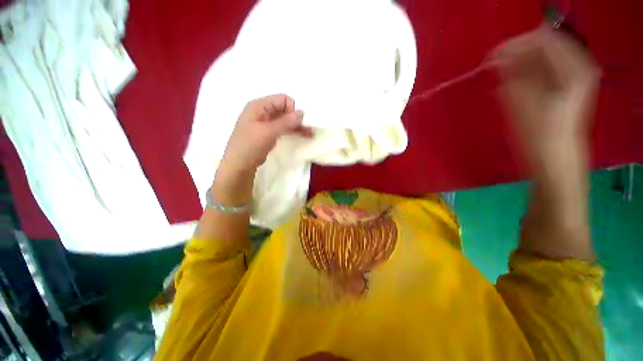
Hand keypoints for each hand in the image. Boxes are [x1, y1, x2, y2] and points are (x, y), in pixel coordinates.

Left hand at [212, 94, 311, 206]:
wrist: (240, 165)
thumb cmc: (250, 145)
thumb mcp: (268, 132)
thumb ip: (285, 122)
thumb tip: (302, 112)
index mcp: (259, 106)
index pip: (282, 99)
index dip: (291, 109)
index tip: (296, 123)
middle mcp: (263, 112)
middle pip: (285, 110)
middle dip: (297, 119)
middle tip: (309, 130)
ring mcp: (266, 123)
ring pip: (285, 120)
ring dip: (297, 126)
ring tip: (310, 134)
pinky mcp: (269, 134)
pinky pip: (283, 129)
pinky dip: (292, 132)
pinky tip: (303, 136)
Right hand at [494, 27, 599, 173]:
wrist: (555, 165)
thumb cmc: (541, 139)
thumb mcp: (523, 107)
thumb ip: (512, 79)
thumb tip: (499, 61)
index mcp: (574, 69)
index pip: (543, 40)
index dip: (516, 45)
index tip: (492, 58)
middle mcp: (576, 69)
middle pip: (543, 48)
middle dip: (516, 55)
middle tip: (493, 67)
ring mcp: (571, 80)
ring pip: (541, 60)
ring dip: (519, 66)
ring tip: (499, 76)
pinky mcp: (563, 90)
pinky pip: (542, 72)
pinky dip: (524, 75)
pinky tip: (511, 84)